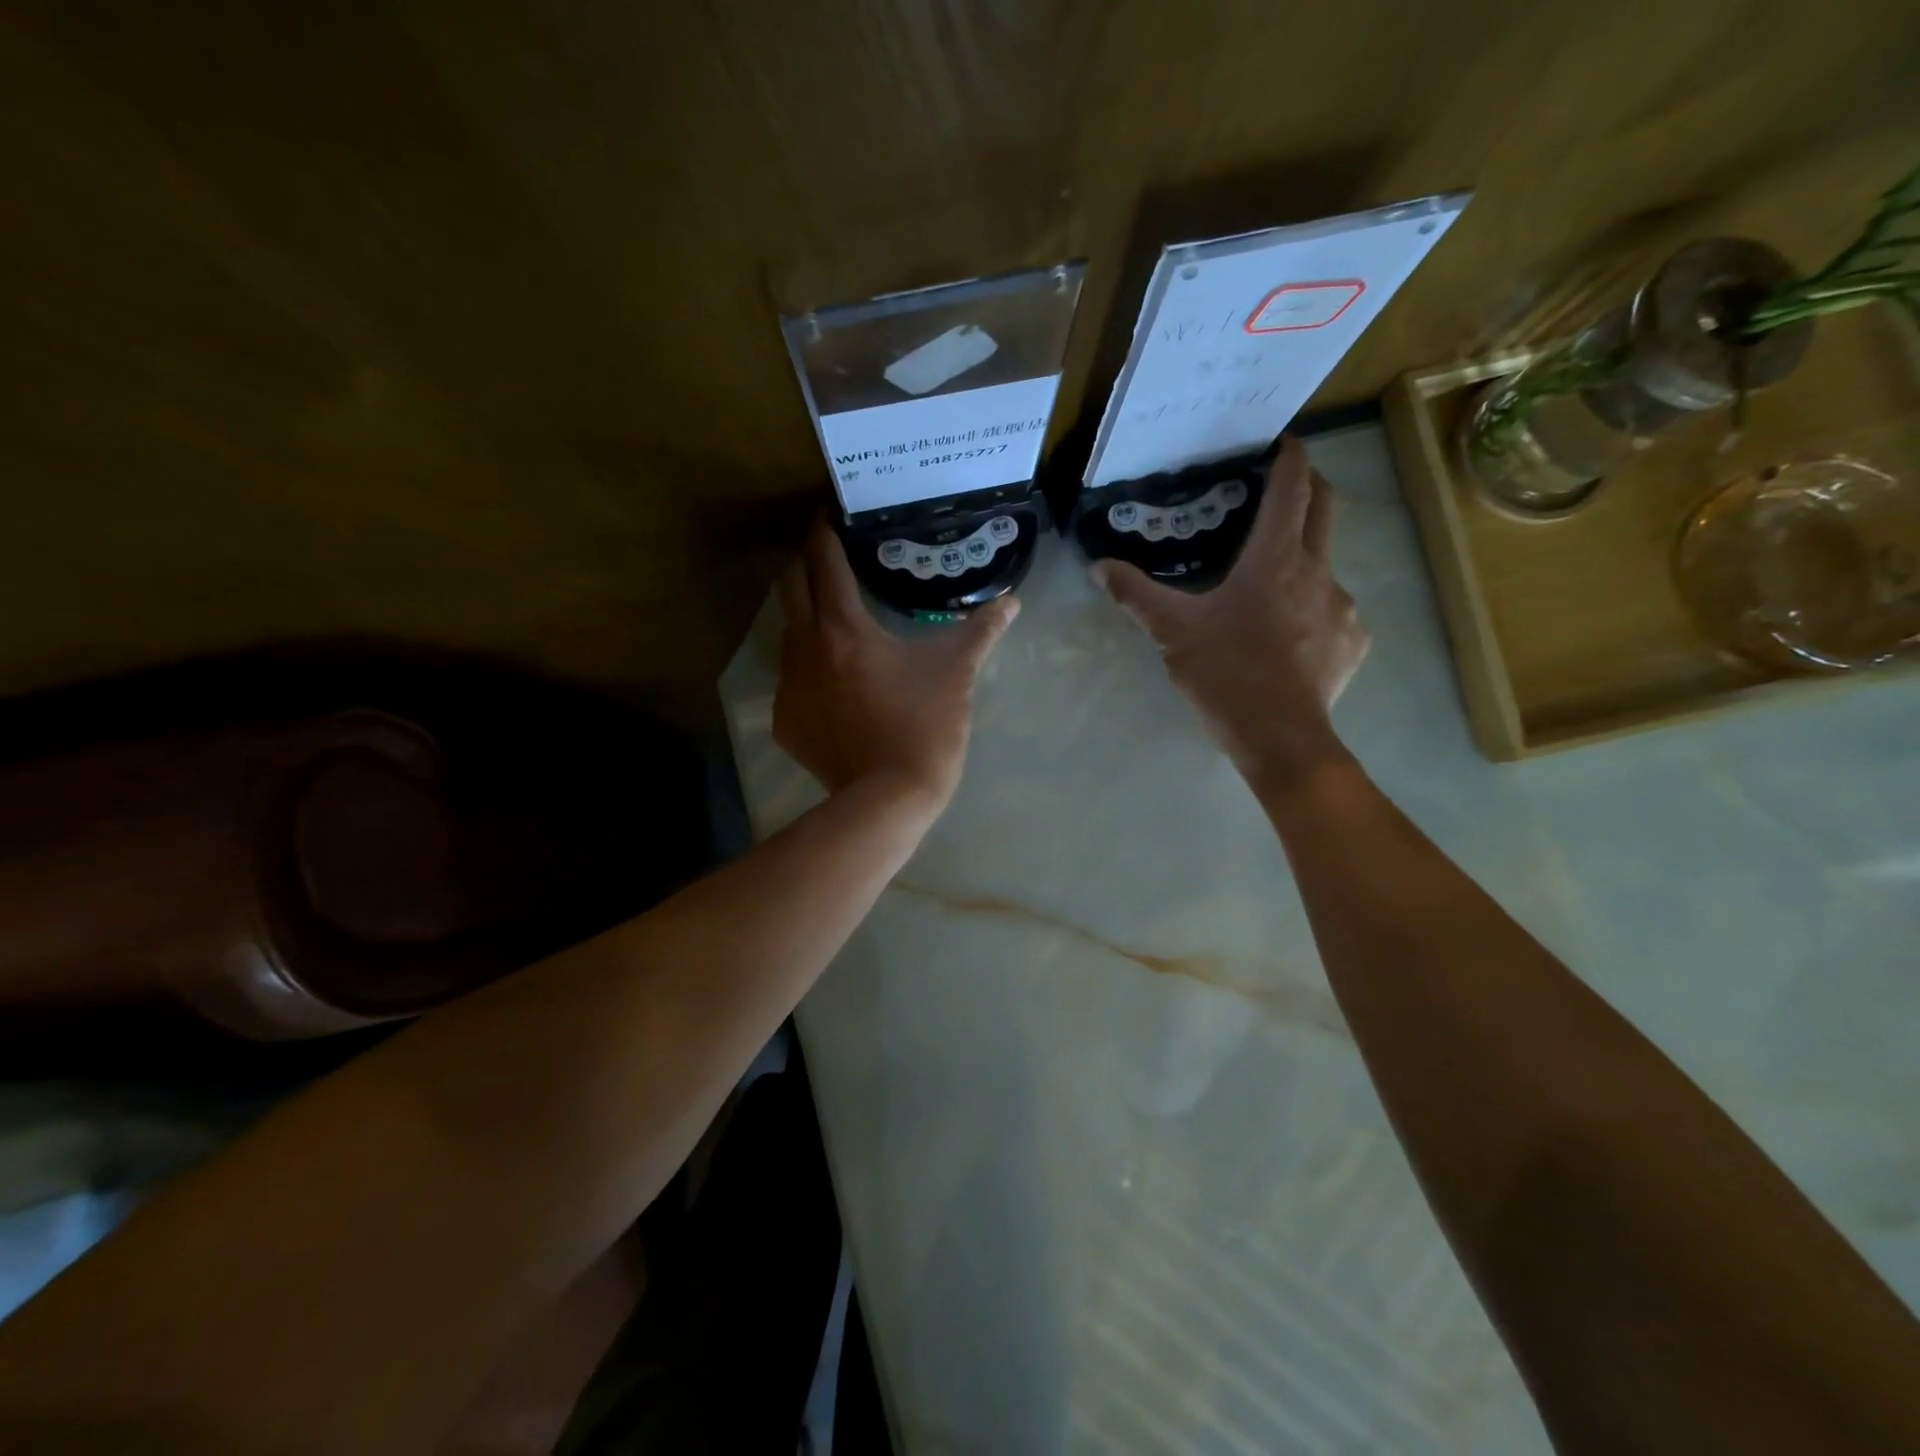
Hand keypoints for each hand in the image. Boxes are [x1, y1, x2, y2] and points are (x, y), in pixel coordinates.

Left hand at [774, 521, 1018, 811]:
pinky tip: (836, 686)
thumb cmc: (924, 728)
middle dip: (807, 566)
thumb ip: (981, 632)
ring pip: (788, 635)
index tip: (830, 514)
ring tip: (837, 622)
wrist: (887, 800)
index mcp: (843, 629)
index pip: (823, 561)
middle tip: (832, 562)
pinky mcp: (785, 722)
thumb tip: (1012, 603)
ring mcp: (788, 688)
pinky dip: (810, 672)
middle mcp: (804, 649)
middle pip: (790, 588)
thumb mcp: (956, 675)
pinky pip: (792, 682)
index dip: (823, 531)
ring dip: (808, 619)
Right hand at [1094, 435, 1369, 782]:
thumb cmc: (1226, 673)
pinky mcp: (1353, 642)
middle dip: (1312, 486)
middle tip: (1289, 484)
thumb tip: (1099, 566)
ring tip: (1277, 583)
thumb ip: (1136, 595)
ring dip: (1307, 559)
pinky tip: (1293, 635)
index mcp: (1275, 559)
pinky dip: (1315, 609)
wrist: (1279, 736)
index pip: (1291, 489)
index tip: (1285, 441)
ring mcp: (1342, 607)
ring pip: (1328, 566)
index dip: (1290, 458)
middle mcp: (1318, 571)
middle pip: (1326, 509)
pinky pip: (1336, 612)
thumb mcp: (1173, 632)